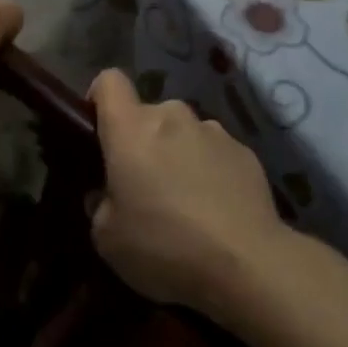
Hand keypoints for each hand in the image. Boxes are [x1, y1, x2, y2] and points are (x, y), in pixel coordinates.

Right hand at [88, 69, 287, 318]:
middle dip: (142, 142)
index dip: (99, 99)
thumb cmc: (164, 246)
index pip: (108, 82)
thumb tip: (106, 194)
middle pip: (148, 114)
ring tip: (185, 203)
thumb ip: (99, 206)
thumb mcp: (108, 239)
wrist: (248, 265)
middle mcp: (172, 116)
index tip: (100, 131)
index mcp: (131, 128)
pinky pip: (215, 153)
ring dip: (177, 156)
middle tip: (143, 188)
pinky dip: (210, 172)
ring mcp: (213, 131)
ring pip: (183, 134)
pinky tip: (216, 211)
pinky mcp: (245, 151)